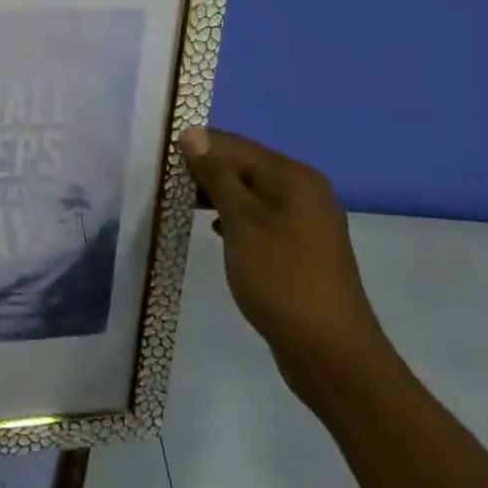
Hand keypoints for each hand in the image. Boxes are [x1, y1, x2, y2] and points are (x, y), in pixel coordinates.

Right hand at [179, 128, 388, 401]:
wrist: (331, 354)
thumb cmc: (282, 280)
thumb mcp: (242, 222)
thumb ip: (216, 175)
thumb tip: (192, 133)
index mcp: (293, 177)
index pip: (234, 144)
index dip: (195, 147)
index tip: (157, 160)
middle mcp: (303, 190)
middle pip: (242, 165)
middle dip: (203, 170)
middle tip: (162, 184)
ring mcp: (303, 220)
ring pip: (248, 192)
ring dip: (214, 194)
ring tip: (178, 203)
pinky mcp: (297, 247)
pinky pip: (257, 217)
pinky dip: (231, 217)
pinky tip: (211, 230)